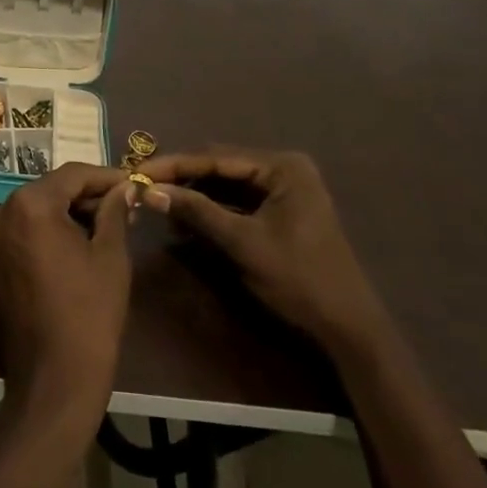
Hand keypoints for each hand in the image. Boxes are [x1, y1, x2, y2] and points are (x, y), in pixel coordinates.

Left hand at [0, 163, 133, 434]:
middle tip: (125, 206)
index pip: (73, 174)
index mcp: (29, 204)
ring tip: (108, 225)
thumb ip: (115, 213)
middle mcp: (2, 212)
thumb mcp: (110, 257)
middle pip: (52, 189)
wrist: (52, 382)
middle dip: (88, 195)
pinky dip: (50, 230)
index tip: (135, 183)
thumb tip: (125, 188)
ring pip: (37, 209)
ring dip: (70, 212)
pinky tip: (79, 243)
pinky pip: (24, 231)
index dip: (107, 177)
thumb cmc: (89, 315)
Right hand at [140, 149, 384, 355]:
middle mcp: (283, 170)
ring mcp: (283, 191)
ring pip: (226, 184)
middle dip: (183, 178)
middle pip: (220, 167)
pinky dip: (211, 209)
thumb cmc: (299, 280)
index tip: (139, 171)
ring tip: (158, 202)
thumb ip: (197, 212)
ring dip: (194, 194)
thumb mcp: (243, 243)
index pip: (217, 158)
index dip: (175, 165)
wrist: (348, 330)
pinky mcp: (279, 212)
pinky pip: (237, 202)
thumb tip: (149, 191)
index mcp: (282, 167)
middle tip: (144, 185)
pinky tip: (184, 218)